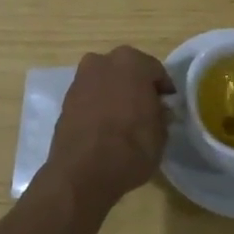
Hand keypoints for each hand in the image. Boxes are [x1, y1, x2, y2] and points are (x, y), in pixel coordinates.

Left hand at [46, 46, 173, 208]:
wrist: (82, 172)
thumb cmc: (130, 148)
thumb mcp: (160, 135)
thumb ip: (161, 115)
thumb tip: (158, 110)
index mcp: (132, 62)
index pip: (155, 71)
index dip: (163, 90)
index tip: (167, 106)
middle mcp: (104, 61)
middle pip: (127, 70)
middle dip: (136, 86)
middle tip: (145, 110)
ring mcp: (82, 78)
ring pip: (106, 81)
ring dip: (115, 93)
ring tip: (122, 119)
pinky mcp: (66, 98)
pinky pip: (90, 96)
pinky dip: (98, 105)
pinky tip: (104, 126)